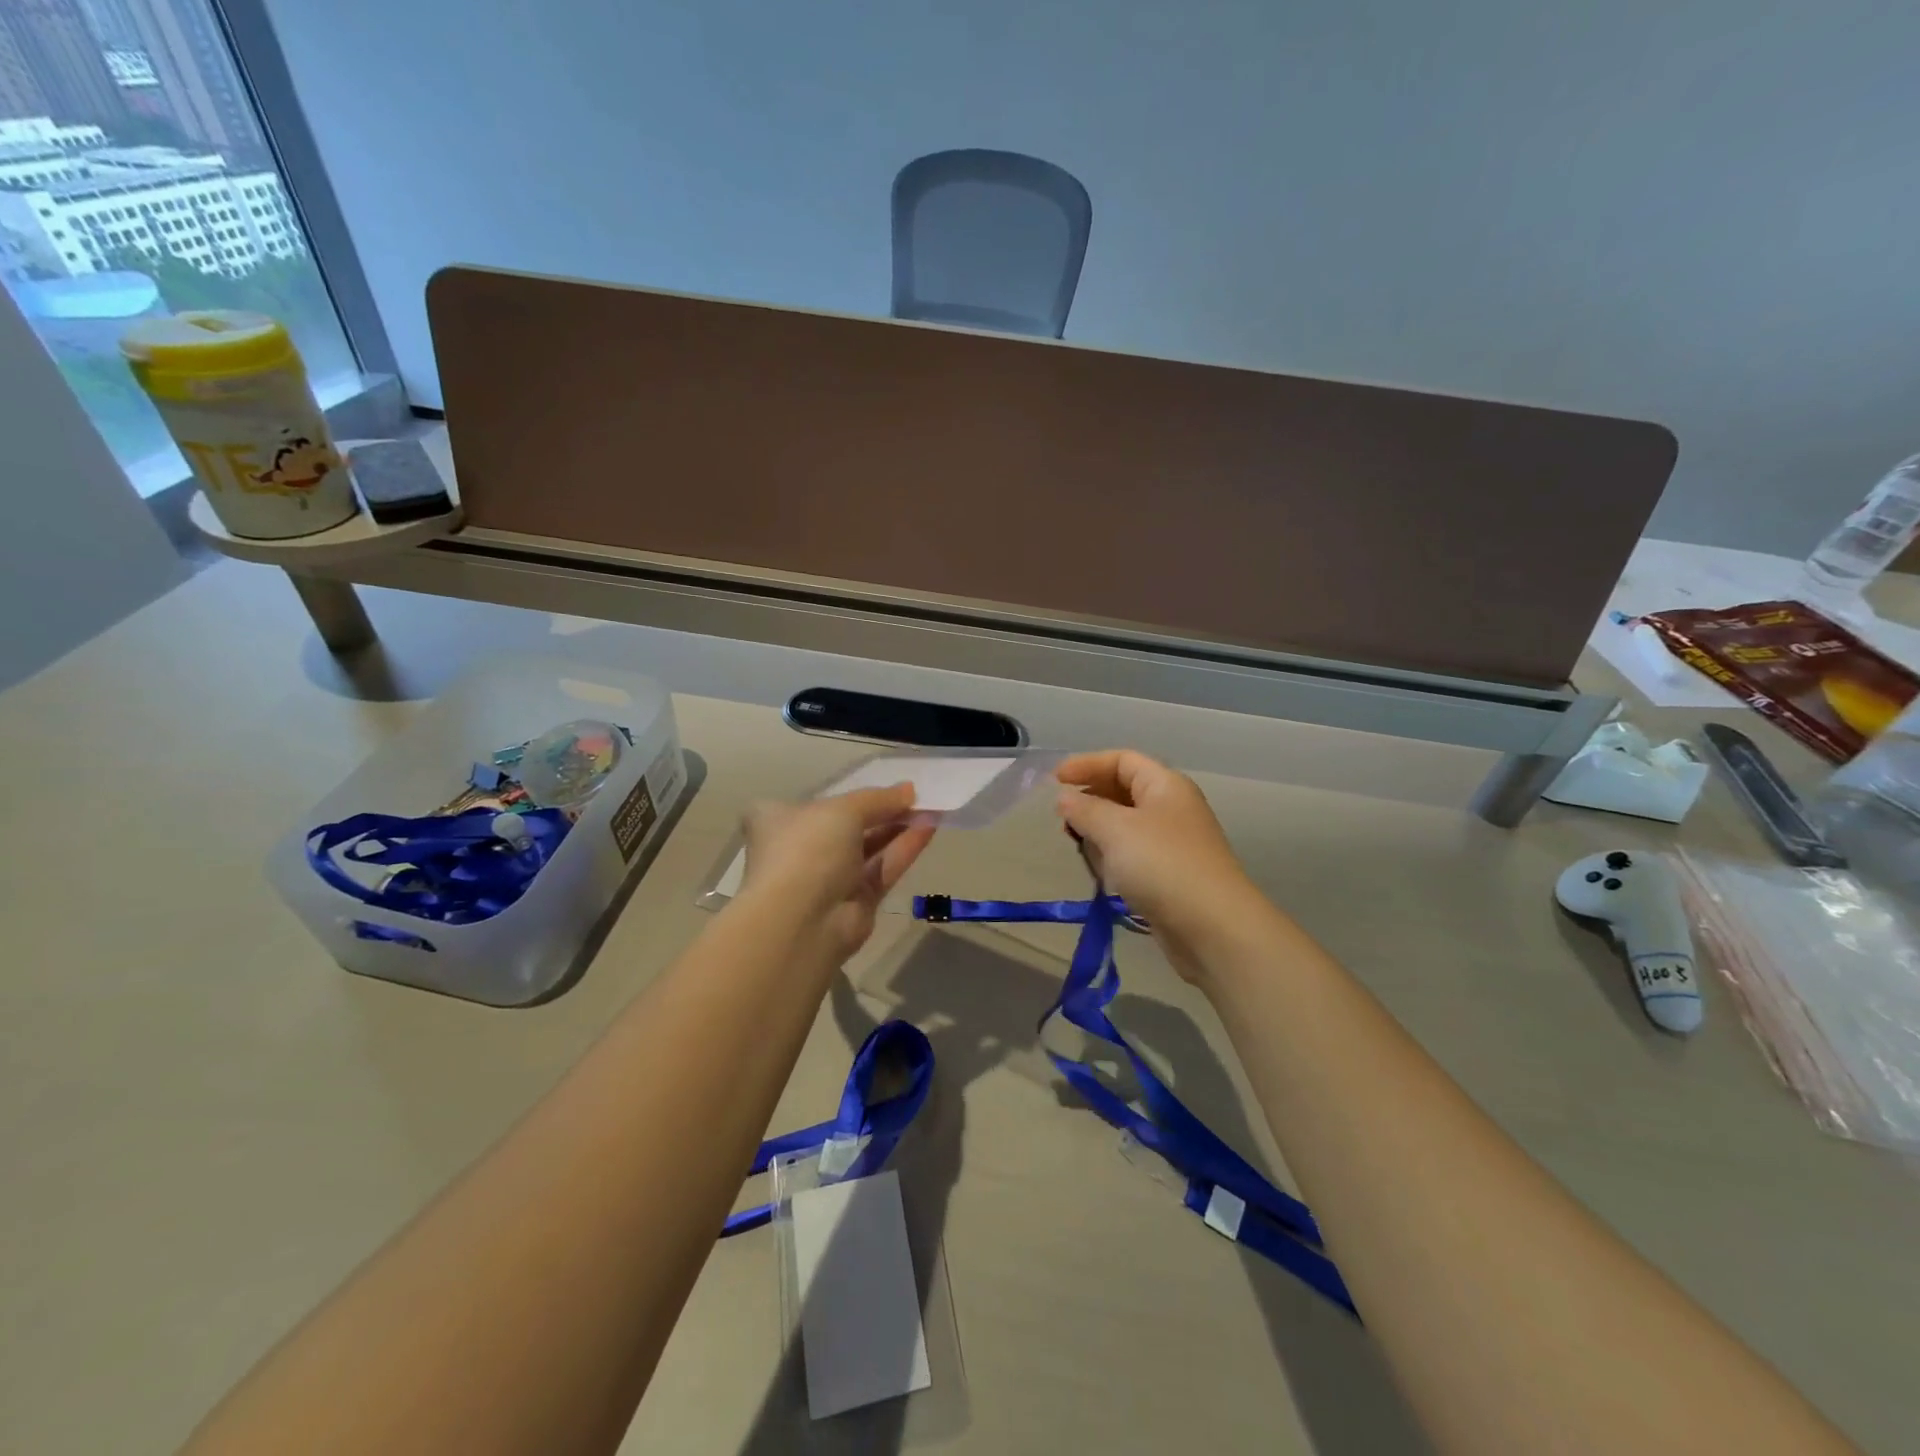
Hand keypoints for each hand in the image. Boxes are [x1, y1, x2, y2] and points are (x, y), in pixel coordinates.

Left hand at [739, 784, 934, 963]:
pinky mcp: (856, 900)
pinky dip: (905, 848)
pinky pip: (883, 867)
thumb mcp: (842, 810)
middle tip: (916, 796)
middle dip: (882, 810)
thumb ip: (878, 798)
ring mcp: (829, 877)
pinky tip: (930, 827)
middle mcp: (802, 848)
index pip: (814, 803)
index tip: (880, 786)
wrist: (801, 921)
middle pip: (848, 825)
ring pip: (869, 847)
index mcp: (779, 821)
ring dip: (898, 827)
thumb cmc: (808, 849)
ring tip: (930, 808)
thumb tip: (909, 789)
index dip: (847, 794)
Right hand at [1055, 750, 1274, 978]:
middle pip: (1124, 790)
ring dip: (1099, 830)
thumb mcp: (1115, 829)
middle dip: (1091, 798)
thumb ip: (1085, 809)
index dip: (1087, 764)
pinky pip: (1133, 854)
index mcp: (1165, 785)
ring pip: (1127, 825)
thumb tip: (1064, 798)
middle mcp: (1172, 808)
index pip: (1122, 760)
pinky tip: (1101, 872)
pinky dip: (1113, 856)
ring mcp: (1173, 843)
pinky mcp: (1170, 875)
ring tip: (1076, 843)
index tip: (1054, 780)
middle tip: (1062, 816)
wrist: (1213, 928)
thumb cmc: (1162, 865)